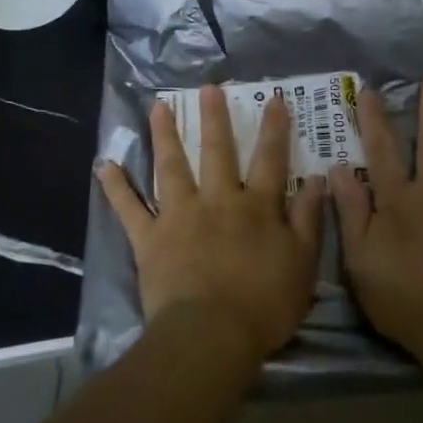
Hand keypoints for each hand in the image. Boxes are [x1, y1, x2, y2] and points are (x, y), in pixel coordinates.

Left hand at [98, 86, 324, 362]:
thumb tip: (317, 179)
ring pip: (171, 167)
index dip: (274, 128)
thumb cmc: (264, 304)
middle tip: (207, 88)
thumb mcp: (303, 263)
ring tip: (157, 107)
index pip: (270, 159)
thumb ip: (309, 219)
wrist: (211, 334)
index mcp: (257, 207)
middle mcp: (218, 200)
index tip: (274, 98)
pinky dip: (116, 187)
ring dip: (164, 135)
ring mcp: (179, 215)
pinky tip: (105, 164)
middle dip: (214, 118)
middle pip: (217, 152)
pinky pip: (129, 208)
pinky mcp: (149, 238)